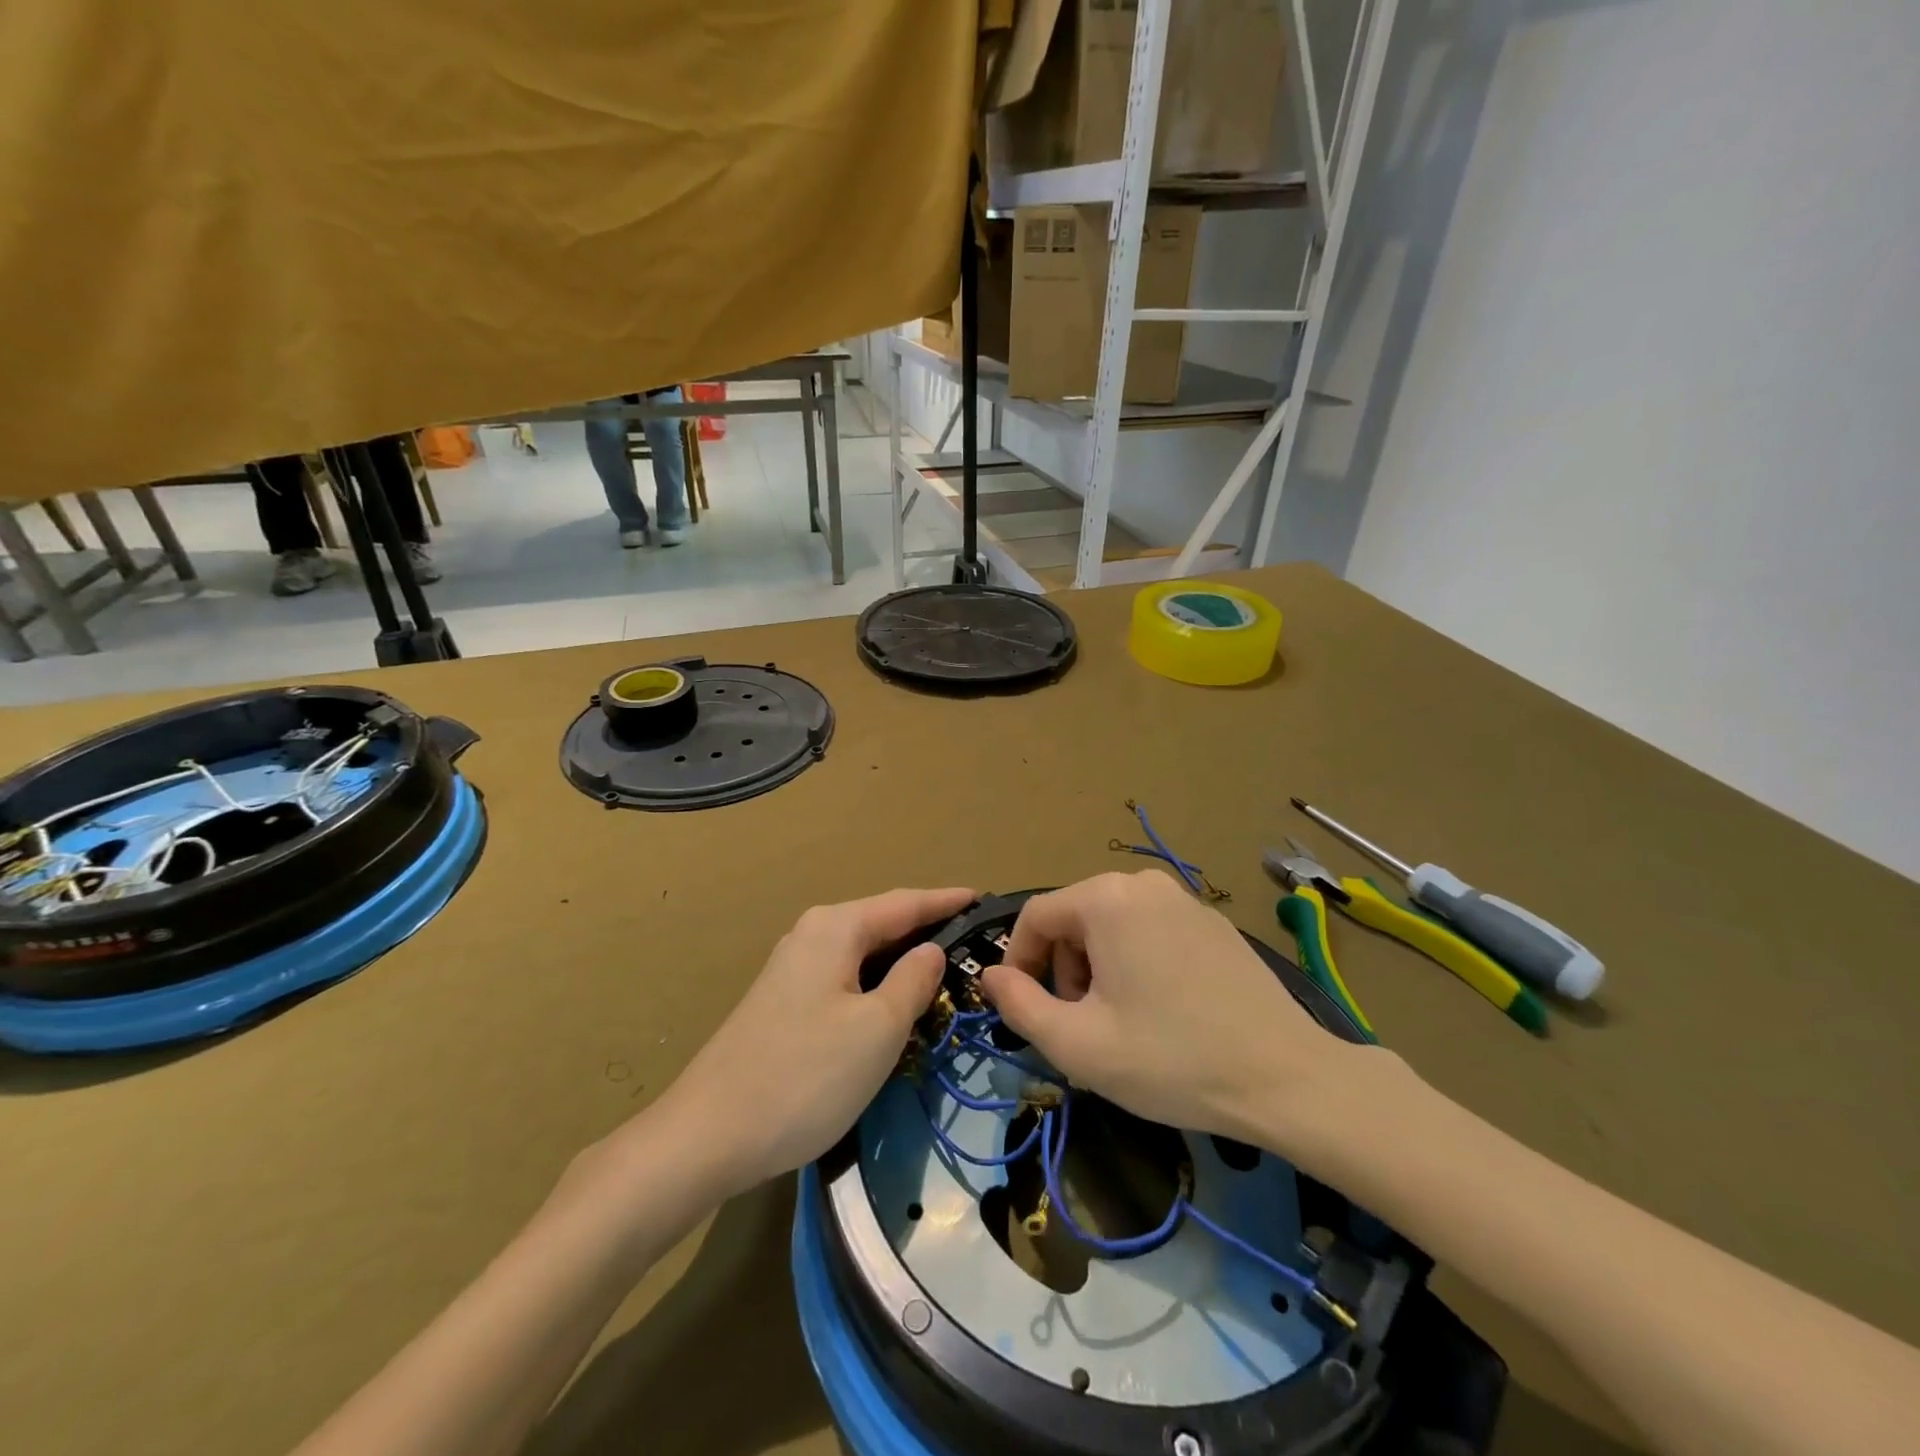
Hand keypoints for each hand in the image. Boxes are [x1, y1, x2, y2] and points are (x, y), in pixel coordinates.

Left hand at [656, 886, 974, 1196]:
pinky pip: (844, 977)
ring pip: (862, 952)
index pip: (905, 903)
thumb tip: (931, 949)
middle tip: (974, 939)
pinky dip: (876, 981)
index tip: (984, 898)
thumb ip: (912, 980)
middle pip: (881, 922)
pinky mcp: (782, 1002)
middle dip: (926, 927)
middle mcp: (811, 935)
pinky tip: (892, 1001)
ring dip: (901, 957)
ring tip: (944, 967)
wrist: (707, 1136)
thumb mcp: (877, 1029)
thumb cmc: (805, 1076)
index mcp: (835, 928)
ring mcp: (791, 969)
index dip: (946, 901)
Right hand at [982, 870, 1362, 1149]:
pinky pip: (1151, 931)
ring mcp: (1185, 900)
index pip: (1035, 916)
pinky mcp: (1214, 923)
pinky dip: (1136, 962)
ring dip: (1098, 968)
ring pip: (1112, 925)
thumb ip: (1019, 1004)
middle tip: (1079, 1023)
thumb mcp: (1078, 1044)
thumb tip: (991, 975)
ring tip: (1119, 1022)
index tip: (1023, 1006)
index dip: (1017, 961)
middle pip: (1074, 918)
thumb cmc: (1170, 1059)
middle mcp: (1143, 885)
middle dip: (1063, 968)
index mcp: (1105, 899)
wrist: (1286, 1078)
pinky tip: (1161, 1011)